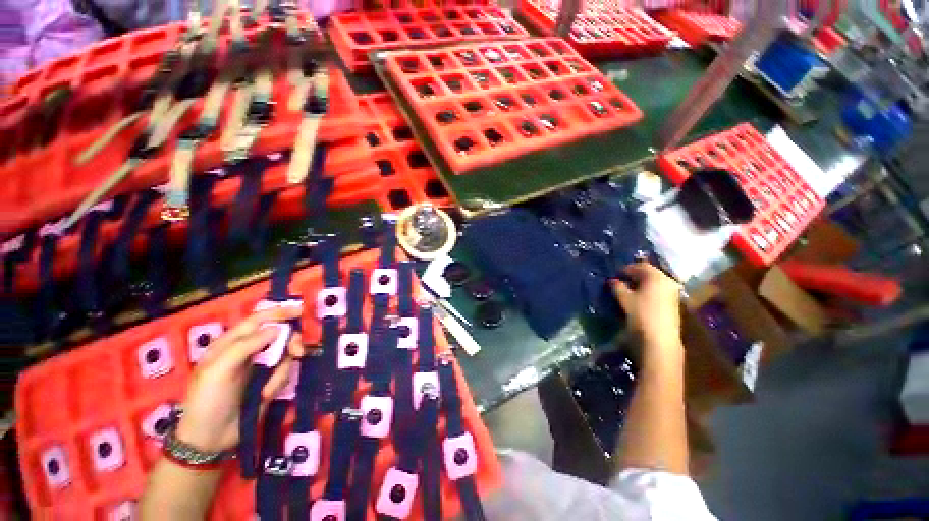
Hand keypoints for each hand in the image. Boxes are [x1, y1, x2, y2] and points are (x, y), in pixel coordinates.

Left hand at [175, 306, 306, 453]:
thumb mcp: (219, 370)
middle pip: (278, 335)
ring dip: (282, 369)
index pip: (257, 320)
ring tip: (270, 388)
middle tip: (298, 351)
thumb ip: (245, 346)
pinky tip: (265, 396)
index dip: (278, 313)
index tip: (300, 311)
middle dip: (290, 342)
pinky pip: (283, 372)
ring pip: (284, 354)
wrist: (210, 439)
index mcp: (230, 343)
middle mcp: (248, 351)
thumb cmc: (207, 400)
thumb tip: (277, 328)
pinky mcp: (268, 381)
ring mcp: (259, 367)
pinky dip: (279, 382)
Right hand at [612, 262, 682, 351]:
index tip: (615, 274)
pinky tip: (638, 298)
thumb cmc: (640, 314)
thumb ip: (617, 286)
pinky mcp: (673, 304)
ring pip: (654, 283)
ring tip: (627, 290)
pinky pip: (658, 291)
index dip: (626, 269)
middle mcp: (667, 281)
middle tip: (621, 281)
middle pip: (649, 273)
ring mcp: (672, 293)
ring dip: (641, 284)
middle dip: (634, 276)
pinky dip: (647, 291)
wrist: (659, 339)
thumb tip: (612, 280)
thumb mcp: (624, 298)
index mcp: (656, 276)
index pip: (640, 266)